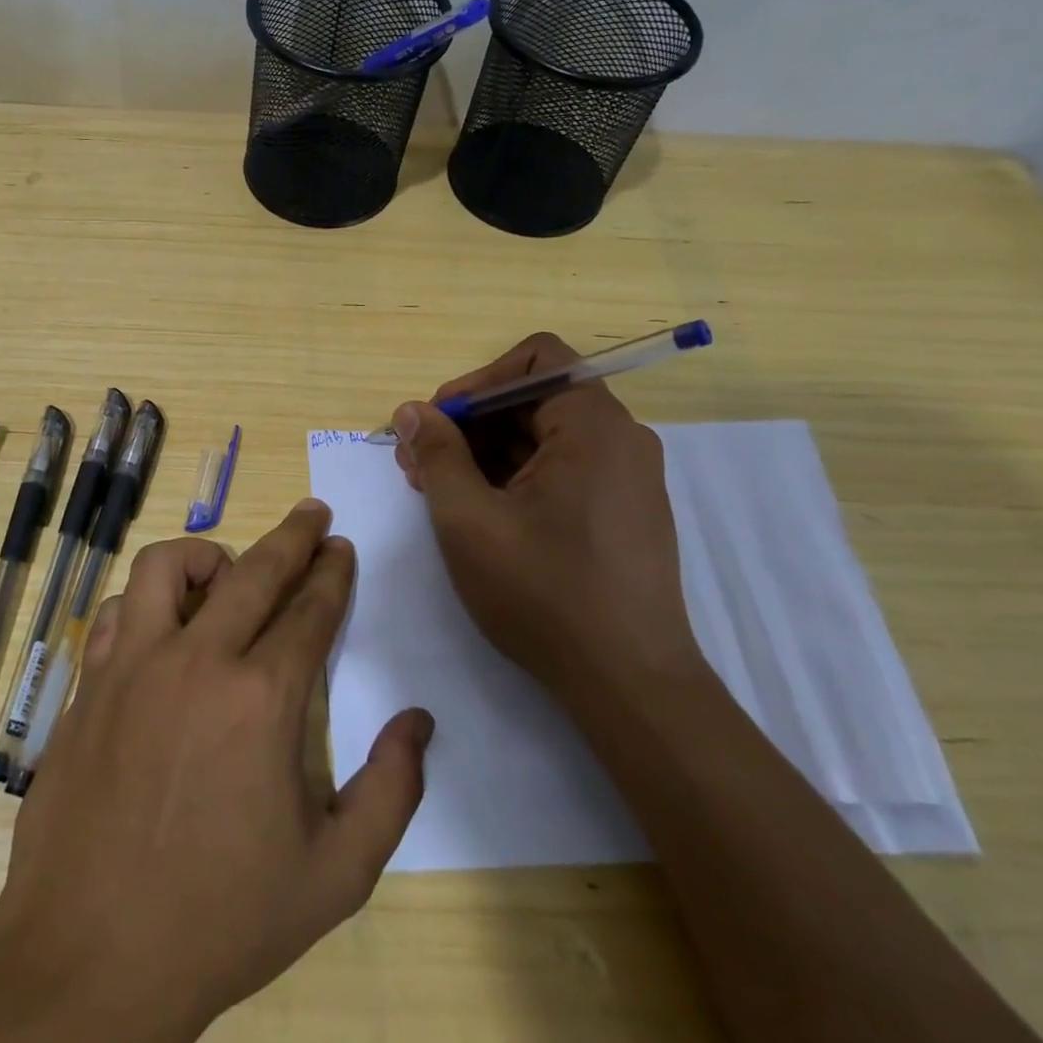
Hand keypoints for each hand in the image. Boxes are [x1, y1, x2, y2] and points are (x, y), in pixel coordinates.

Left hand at [0, 502, 432, 1042]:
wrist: (91, 963)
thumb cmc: (221, 921)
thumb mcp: (335, 876)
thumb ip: (390, 792)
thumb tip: (419, 722)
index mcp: (261, 700)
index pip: (309, 611)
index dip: (332, 574)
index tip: (342, 547)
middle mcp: (195, 662)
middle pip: (253, 571)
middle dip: (293, 535)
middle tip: (313, 514)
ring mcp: (131, 667)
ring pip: (166, 568)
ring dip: (206, 555)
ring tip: (227, 568)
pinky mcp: (88, 686)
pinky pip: (115, 613)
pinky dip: (145, 603)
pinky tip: (160, 627)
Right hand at [392, 332, 704, 697]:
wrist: (628, 684)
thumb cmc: (543, 592)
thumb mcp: (468, 519)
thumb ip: (437, 454)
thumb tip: (413, 411)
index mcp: (593, 426)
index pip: (535, 359)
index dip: (476, 380)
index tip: (437, 423)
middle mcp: (620, 439)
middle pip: (535, 398)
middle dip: (470, 422)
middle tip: (418, 461)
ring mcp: (625, 477)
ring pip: (544, 437)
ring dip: (485, 452)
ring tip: (436, 488)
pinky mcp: (622, 511)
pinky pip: (561, 469)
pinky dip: (515, 477)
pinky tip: (477, 510)